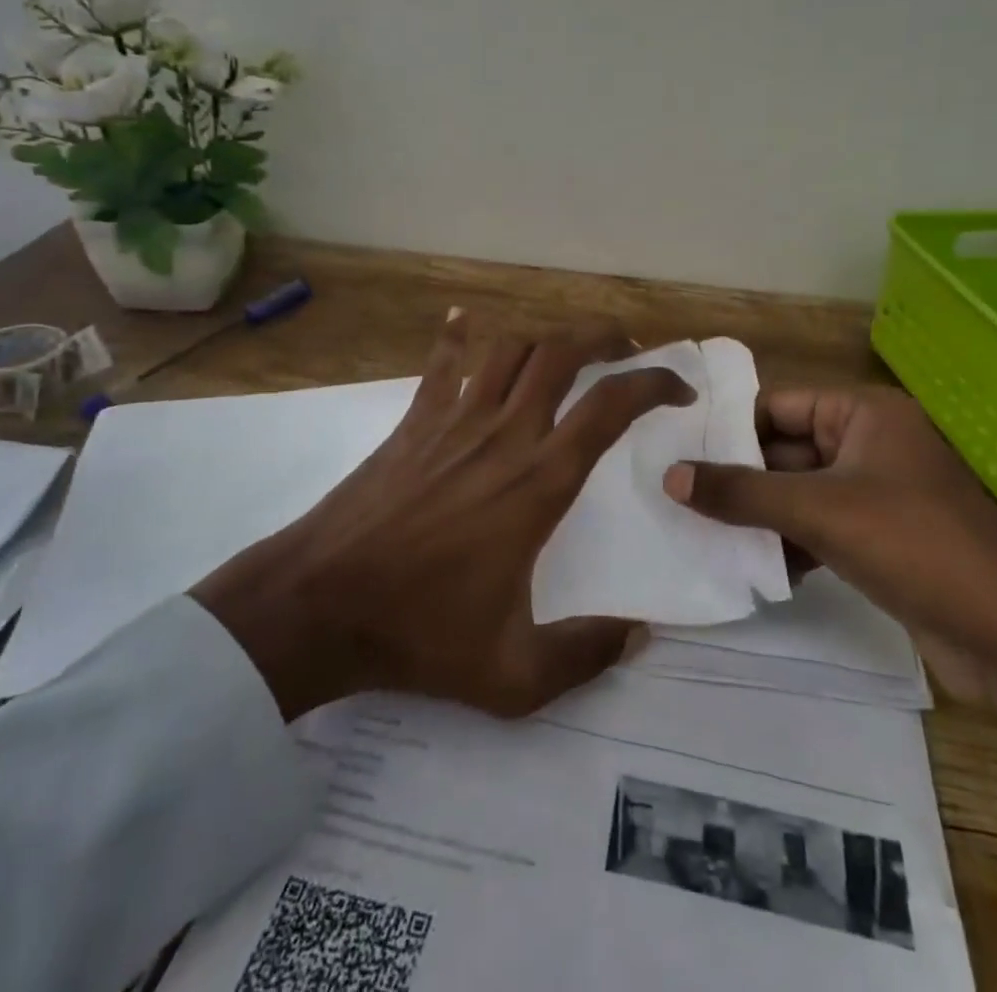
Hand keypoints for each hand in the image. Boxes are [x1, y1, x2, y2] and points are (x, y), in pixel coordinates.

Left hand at [192, 314, 691, 722]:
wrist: (319, 605)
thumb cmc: (419, 634)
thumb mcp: (515, 675)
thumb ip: (586, 655)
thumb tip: (641, 635)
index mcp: (540, 482)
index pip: (611, 406)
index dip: (654, 384)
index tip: (677, 390)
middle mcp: (504, 433)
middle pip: (563, 352)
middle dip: (605, 337)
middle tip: (629, 347)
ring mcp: (454, 419)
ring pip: (510, 346)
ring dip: (546, 337)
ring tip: (566, 350)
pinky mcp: (414, 421)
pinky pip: (442, 361)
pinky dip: (458, 335)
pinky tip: (465, 320)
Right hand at [664, 385, 996, 862]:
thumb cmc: (917, 547)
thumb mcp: (821, 512)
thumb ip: (742, 493)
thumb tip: (670, 477)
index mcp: (866, 414)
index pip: (780, 406)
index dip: (730, 426)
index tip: (676, 448)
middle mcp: (871, 444)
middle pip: (787, 450)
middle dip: (739, 475)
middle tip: (675, 492)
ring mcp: (877, 495)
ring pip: (800, 493)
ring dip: (759, 514)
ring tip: (697, 529)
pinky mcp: (881, 541)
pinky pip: (820, 528)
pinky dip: (788, 543)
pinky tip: (750, 566)